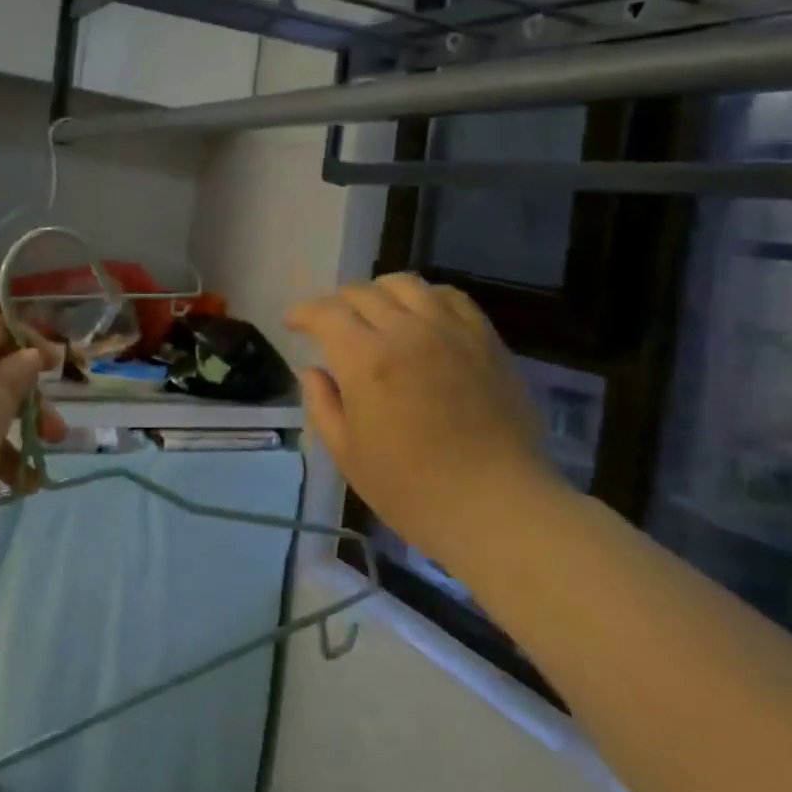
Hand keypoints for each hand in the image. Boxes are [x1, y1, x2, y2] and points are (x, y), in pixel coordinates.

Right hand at [286, 274, 559, 570]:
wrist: (497, 506)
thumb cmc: (413, 490)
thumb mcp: (348, 455)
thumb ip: (323, 405)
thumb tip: (313, 371)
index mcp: (366, 359)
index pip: (326, 312)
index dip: (304, 312)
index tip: (294, 324)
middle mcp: (406, 331)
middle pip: (362, 293)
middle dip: (336, 303)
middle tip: (330, 325)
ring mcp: (450, 330)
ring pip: (406, 284)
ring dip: (379, 292)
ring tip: (375, 312)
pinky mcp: (485, 339)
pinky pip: (451, 297)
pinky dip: (426, 297)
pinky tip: (422, 316)